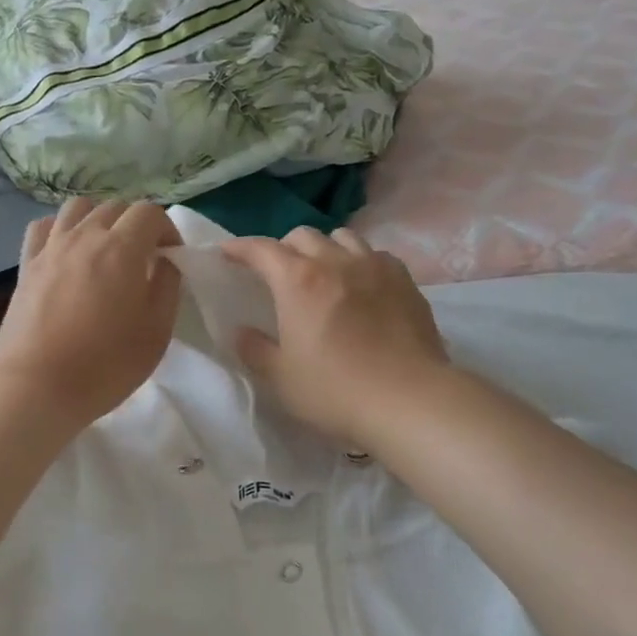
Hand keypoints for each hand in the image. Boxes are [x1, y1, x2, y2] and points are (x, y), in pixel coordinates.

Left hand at [0, 198, 182, 428]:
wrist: (37, 386)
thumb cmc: (105, 364)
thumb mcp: (156, 331)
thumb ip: (167, 287)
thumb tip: (164, 262)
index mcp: (122, 248)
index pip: (149, 212)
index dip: (167, 229)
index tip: (171, 257)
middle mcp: (84, 236)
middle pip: (115, 207)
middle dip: (136, 224)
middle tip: (143, 257)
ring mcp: (50, 247)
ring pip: (78, 208)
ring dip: (99, 219)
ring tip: (105, 249)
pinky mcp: (26, 265)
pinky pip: (44, 227)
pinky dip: (61, 229)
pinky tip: (67, 251)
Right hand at [223, 228, 449, 448]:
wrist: (410, 400)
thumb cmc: (335, 390)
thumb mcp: (281, 378)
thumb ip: (255, 350)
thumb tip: (241, 331)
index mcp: (298, 280)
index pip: (261, 249)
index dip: (239, 248)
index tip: (226, 253)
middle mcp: (335, 261)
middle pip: (302, 235)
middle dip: (282, 247)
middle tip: (277, 273)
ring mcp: (375, 266)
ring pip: (342, 237)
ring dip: (323, 248)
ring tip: (322, 272)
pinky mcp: (405, 281)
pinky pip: (375, 255)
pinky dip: (359, 262)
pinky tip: (361, 286)